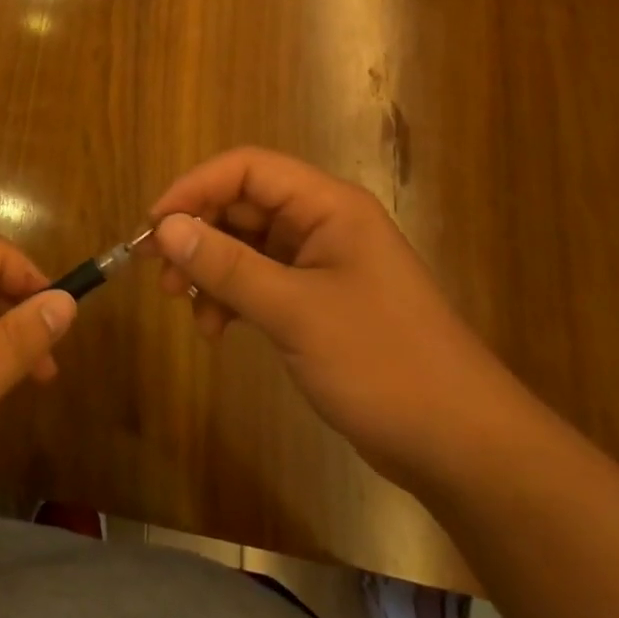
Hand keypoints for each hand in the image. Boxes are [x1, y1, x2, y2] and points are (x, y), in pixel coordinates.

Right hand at [150, 147, 526, 488]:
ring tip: (186, 306)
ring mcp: (322, 262)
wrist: (464, 448)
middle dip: (198, 233)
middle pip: (242, 204)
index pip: (246, 169)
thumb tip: (165, 228)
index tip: (155, 225)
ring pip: (246, 244)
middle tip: (162, 272)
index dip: (194, 188)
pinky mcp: (319, 300)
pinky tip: (217, 329)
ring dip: (211, 268)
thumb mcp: (294, 311)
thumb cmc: (383, 364)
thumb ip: (227, 265)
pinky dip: (232, 296)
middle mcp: (323, 223)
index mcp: (328, 206)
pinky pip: (261, 279)